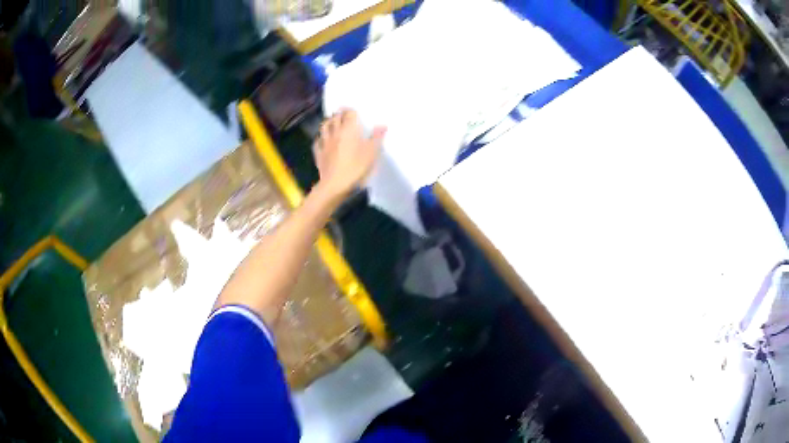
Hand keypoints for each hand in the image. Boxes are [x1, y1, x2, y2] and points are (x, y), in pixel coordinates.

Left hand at [313, 109, 385, 199]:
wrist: (335, 184)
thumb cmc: (356, 167)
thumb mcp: (372, 152)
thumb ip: (377, 137)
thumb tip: (383, 125)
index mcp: (349, 129)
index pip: (348, 113)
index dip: (351, 110)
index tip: (353, 110)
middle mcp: (335, 132)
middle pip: (335, 118)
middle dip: (339, 113)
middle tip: (343, 113)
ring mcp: (325, 142)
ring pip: (324, 127)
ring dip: (328, 122)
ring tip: (332, 121)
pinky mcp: (319, 153)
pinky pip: (317, 141)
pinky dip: (320, 137)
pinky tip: (322, 139)